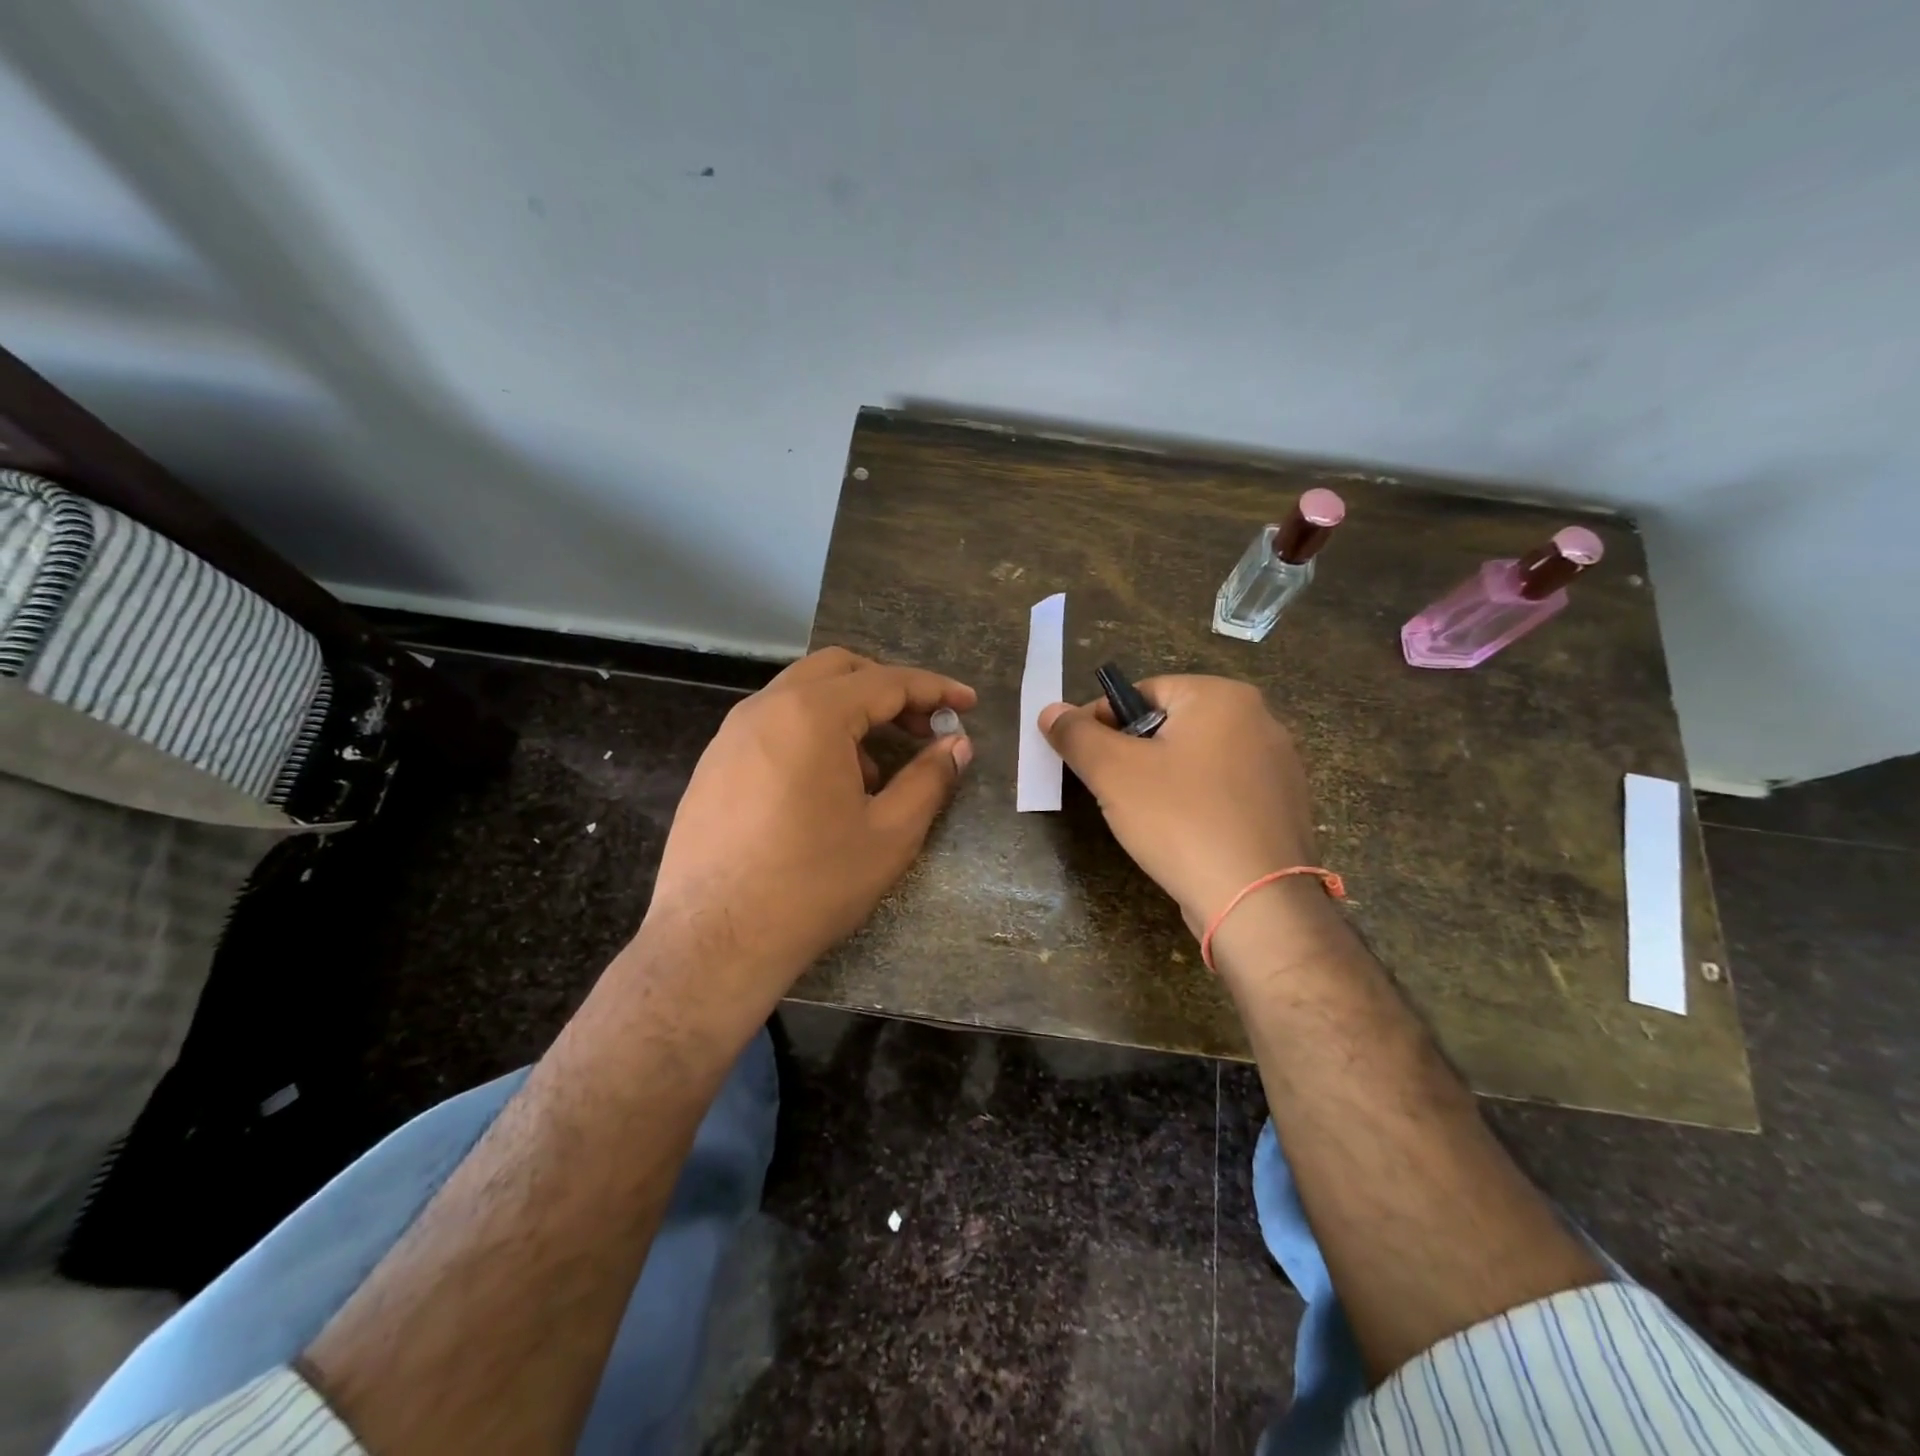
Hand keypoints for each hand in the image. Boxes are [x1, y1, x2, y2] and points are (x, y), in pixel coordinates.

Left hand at [645, 648, 974, 997]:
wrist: (713, 941)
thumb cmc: (812, 885)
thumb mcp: (890, 834)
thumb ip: (930, 778)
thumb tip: (956, 744)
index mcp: (812, 715)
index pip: (886, 682)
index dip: (934, 689)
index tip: (968, 702)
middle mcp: (766, 708)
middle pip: (839, 670)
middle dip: (888, 689)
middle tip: (922, 726)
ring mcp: (731, 734)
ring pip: (802, 694)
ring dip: (850, 712)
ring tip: (878, 768)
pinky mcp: (714, 763)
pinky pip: (774, 725)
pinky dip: (813, 733)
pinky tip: (828, 787)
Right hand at [1039, 676, 1319, 934]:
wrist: (1257, 902)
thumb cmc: (1181, 820)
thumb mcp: (1113, 772)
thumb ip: (1076, 734)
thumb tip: (1051, 711)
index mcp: (1222, 697)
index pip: (1143, 691)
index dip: (1103, 721)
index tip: (1082, 757)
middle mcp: (1260, 719)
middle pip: (1171, 725)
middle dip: (1133, 753)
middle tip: (1109, 790)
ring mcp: (1279, 765)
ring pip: (1197, 759)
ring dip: (1162, 779)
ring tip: (1143, 816)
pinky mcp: (1284, 806)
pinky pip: (1224, 791)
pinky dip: (1196, 803)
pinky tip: (1182, 835)